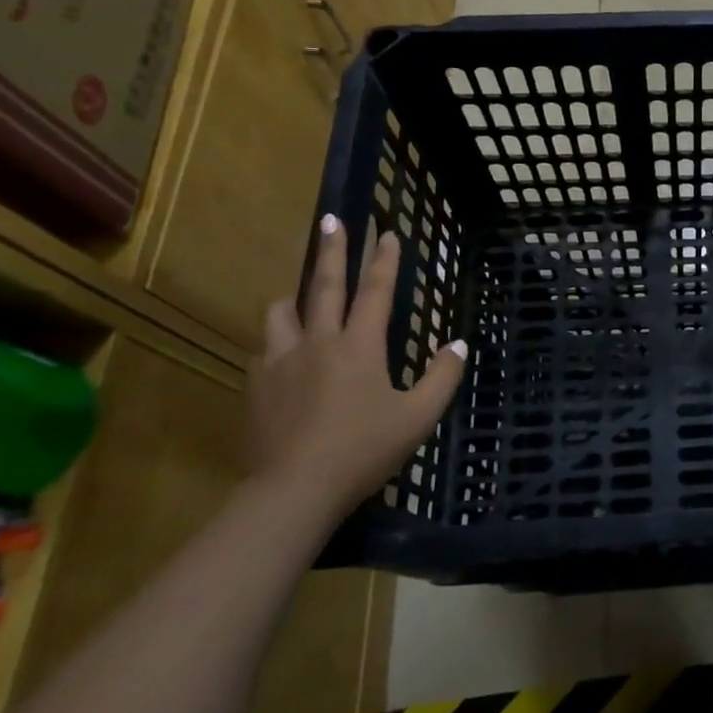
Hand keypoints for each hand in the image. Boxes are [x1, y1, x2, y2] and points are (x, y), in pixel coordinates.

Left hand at [247, 215, 465, 520]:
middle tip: (330, 221)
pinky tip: (282, 352)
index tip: (388, 232)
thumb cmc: (363, 450)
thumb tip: (457, 344)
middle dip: (331, 250)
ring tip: (300, 297)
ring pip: (282, 312)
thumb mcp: (417, 417)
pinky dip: (277, 339)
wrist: (292, 491)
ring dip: (295, 297)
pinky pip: (264, 347)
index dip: (385, 260)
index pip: (376, 291)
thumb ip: (442, 377)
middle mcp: (318, 342)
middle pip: (324, 285)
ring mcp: (281, 361)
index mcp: (360, 346)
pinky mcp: (256, 385)